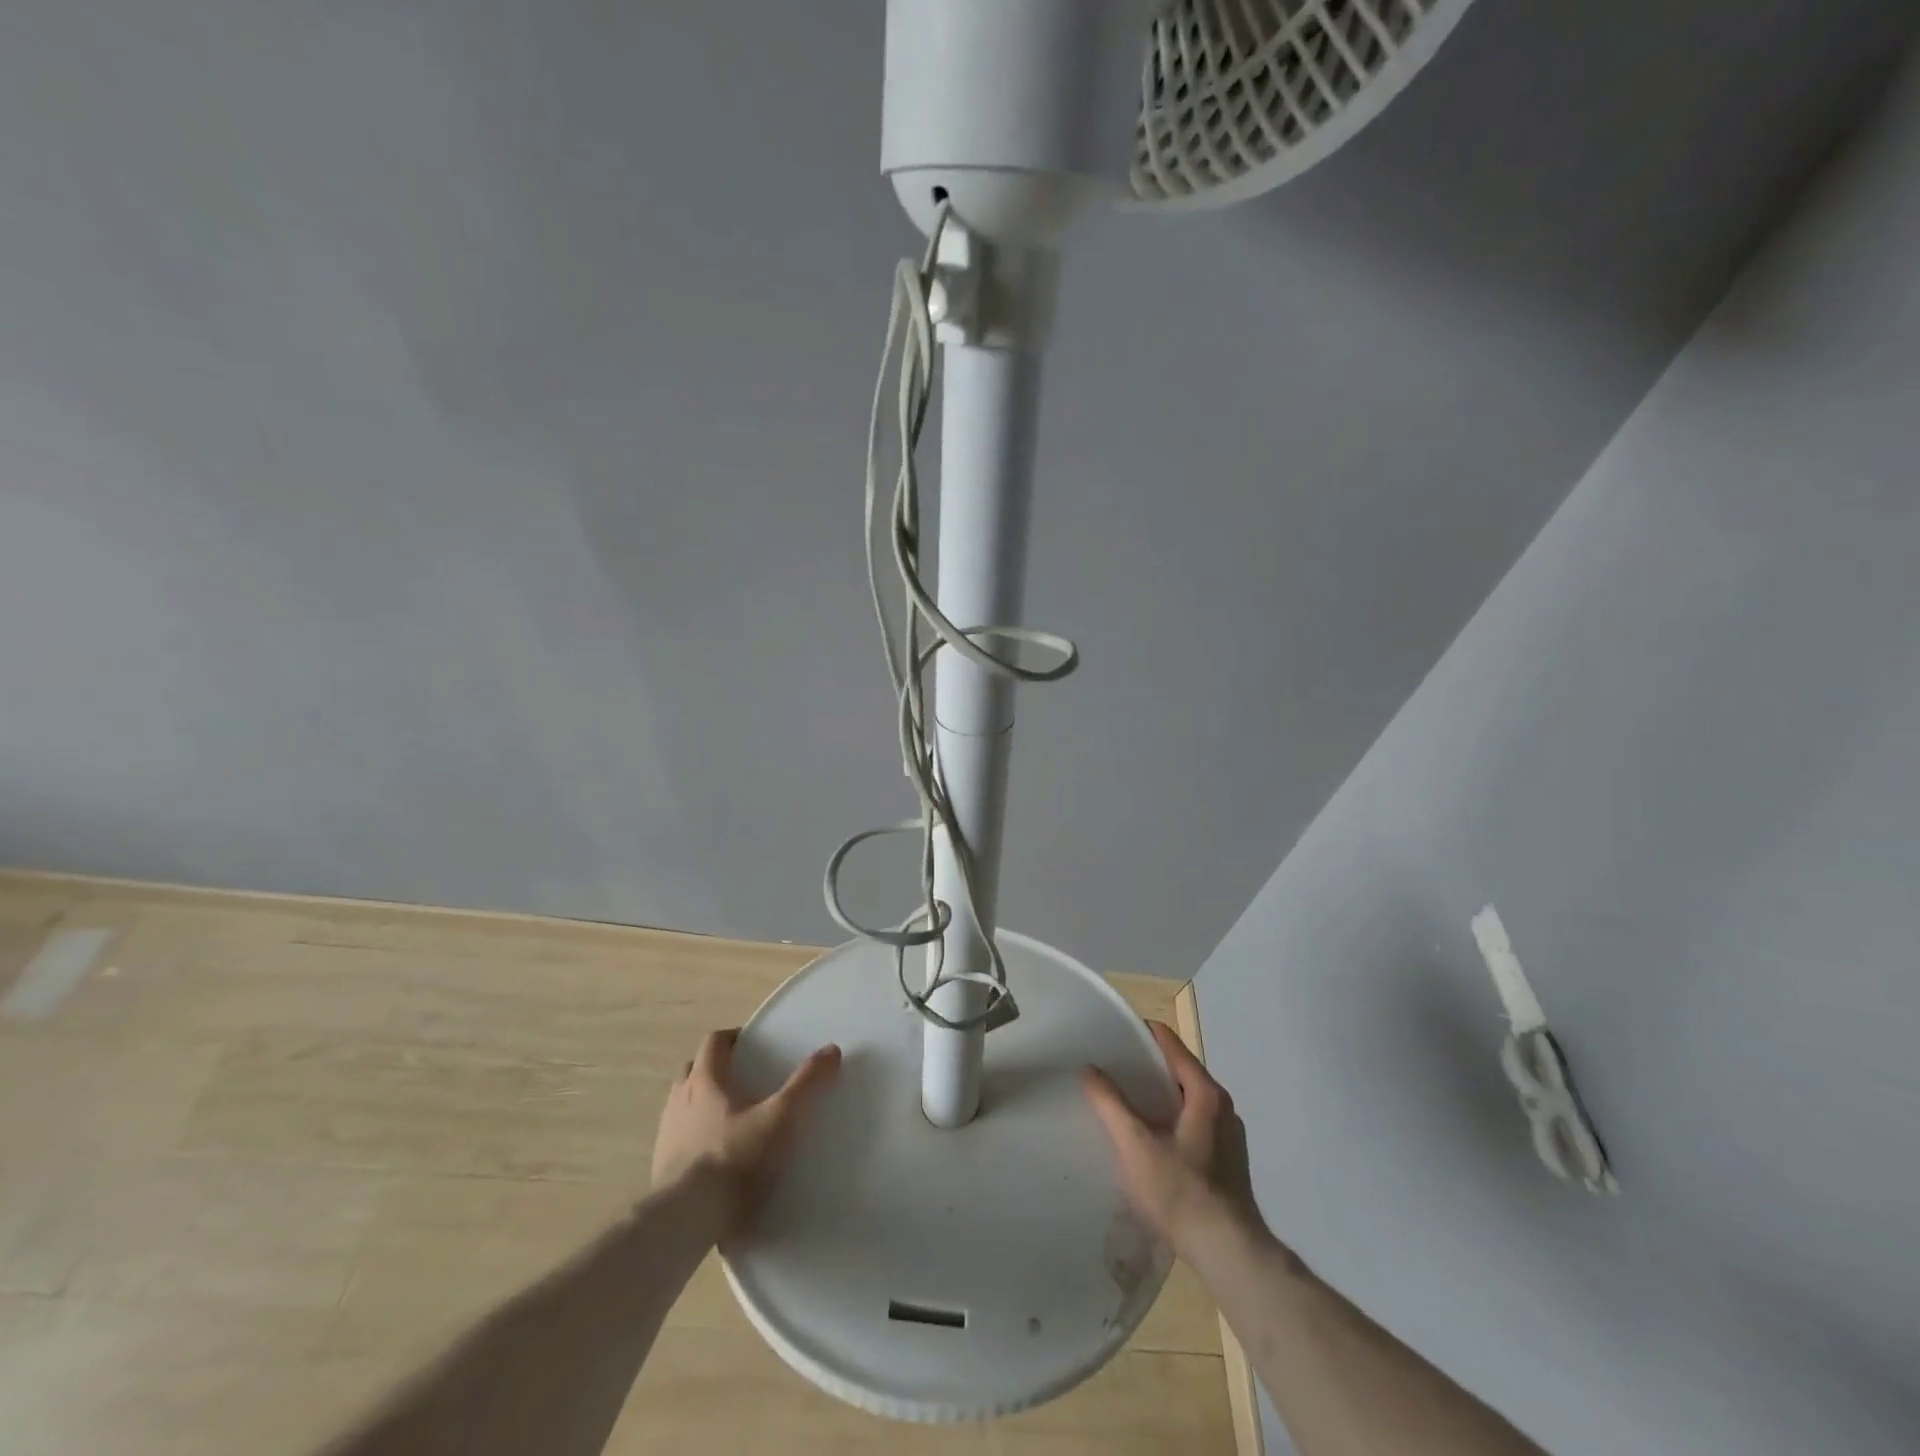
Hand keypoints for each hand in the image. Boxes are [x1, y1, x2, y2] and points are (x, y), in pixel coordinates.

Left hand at [651, 1028, 841, 1240]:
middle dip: (714, 1068)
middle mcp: (679, 1100)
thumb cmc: (734, 1159)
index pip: (714, 1043)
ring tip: (730, 1118)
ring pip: (682, 1104)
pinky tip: (715, 1155)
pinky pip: (678, 1138)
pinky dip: (695, 1136)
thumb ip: (806, 1084)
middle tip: (741, 1078)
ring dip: (701, 1102)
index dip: (733, 1038)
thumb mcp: (780, 1119)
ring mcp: (666, 1134)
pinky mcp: (661, 1168)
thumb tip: (831, 1050)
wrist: (685, 1220)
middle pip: (693, 1070)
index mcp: (705, 1080)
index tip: (752, 1043)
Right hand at [1082, 1020, 1261, 1254]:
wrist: (1228, 1253)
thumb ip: (1110, 1103)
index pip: (1170, 1043)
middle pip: (1179, 1068)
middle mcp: (1222, 1105)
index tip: (1111, 1036)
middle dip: (1146, 1065)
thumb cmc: (1181, 1192)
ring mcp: (1229, 1133)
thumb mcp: (1135, 1145)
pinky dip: (1170, 1116)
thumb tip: (1090, 1069)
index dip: (1140, 1034)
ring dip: (1158, 1093)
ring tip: (1124, 1100)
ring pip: (1187, 1097)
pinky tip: (1149, 1136)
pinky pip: (1194, 1120)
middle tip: (1111, 1068)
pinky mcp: (1227, 1158)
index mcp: (1205, 1092)